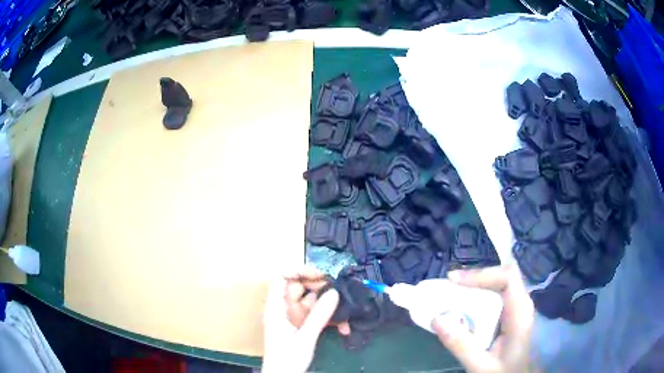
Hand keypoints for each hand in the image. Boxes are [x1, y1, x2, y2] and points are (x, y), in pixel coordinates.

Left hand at [262, 267, 349, 372]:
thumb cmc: (287, 359)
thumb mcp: (304, 338)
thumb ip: (319, 316)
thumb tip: (334, 292)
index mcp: (276, 307)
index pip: (281, 277)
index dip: (298, 270)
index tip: (320, 274)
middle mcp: (284, 308)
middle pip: (300, 287)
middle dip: (320, 287)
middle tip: (339, 291)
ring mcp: (294, 317)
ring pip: (311, 300)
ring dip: (328, 304)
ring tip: (345, 310)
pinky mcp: (302, 325)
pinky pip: (316, 314)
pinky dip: (329, 317)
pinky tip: (342, 326)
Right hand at [432, 264, 535, 372]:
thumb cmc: (504, 371)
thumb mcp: (481, 365)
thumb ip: (461, 345)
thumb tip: (437, 319)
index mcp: (520, 313)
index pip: (508, 277)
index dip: (482, 273)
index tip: (454, 280)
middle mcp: (522, 303)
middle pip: (502, 275)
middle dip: (475, 277)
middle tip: (449, 284)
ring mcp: (517, 306)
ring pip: (499, 282)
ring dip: (475, 284)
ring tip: (451, 291)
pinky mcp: (511, 312)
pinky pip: (496, 294)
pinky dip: (478, 295)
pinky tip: (464, 304)